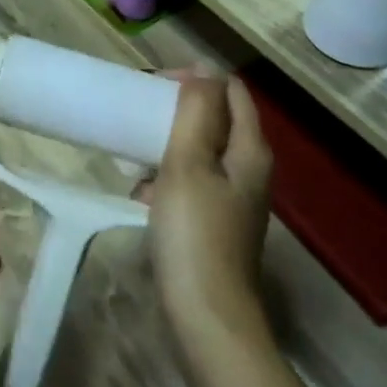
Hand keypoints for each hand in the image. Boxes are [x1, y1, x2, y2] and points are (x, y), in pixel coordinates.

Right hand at [143, 75, 273, 340]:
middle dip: (179, 110)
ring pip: (202, 152)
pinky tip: (142, 193)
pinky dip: (169, 178)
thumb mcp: (188, 164)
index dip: (196, 78)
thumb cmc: (194, 234)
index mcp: (250, 150)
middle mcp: (250, 170)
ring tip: (135, 153)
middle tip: (140, 113)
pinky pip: (194, 183)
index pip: (231, 90)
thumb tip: (204, 69)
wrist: (207, 317)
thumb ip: (196, 112)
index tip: (154, 85)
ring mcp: (236, 199)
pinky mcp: (218, 223)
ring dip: (169, 144)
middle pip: (217, 120)